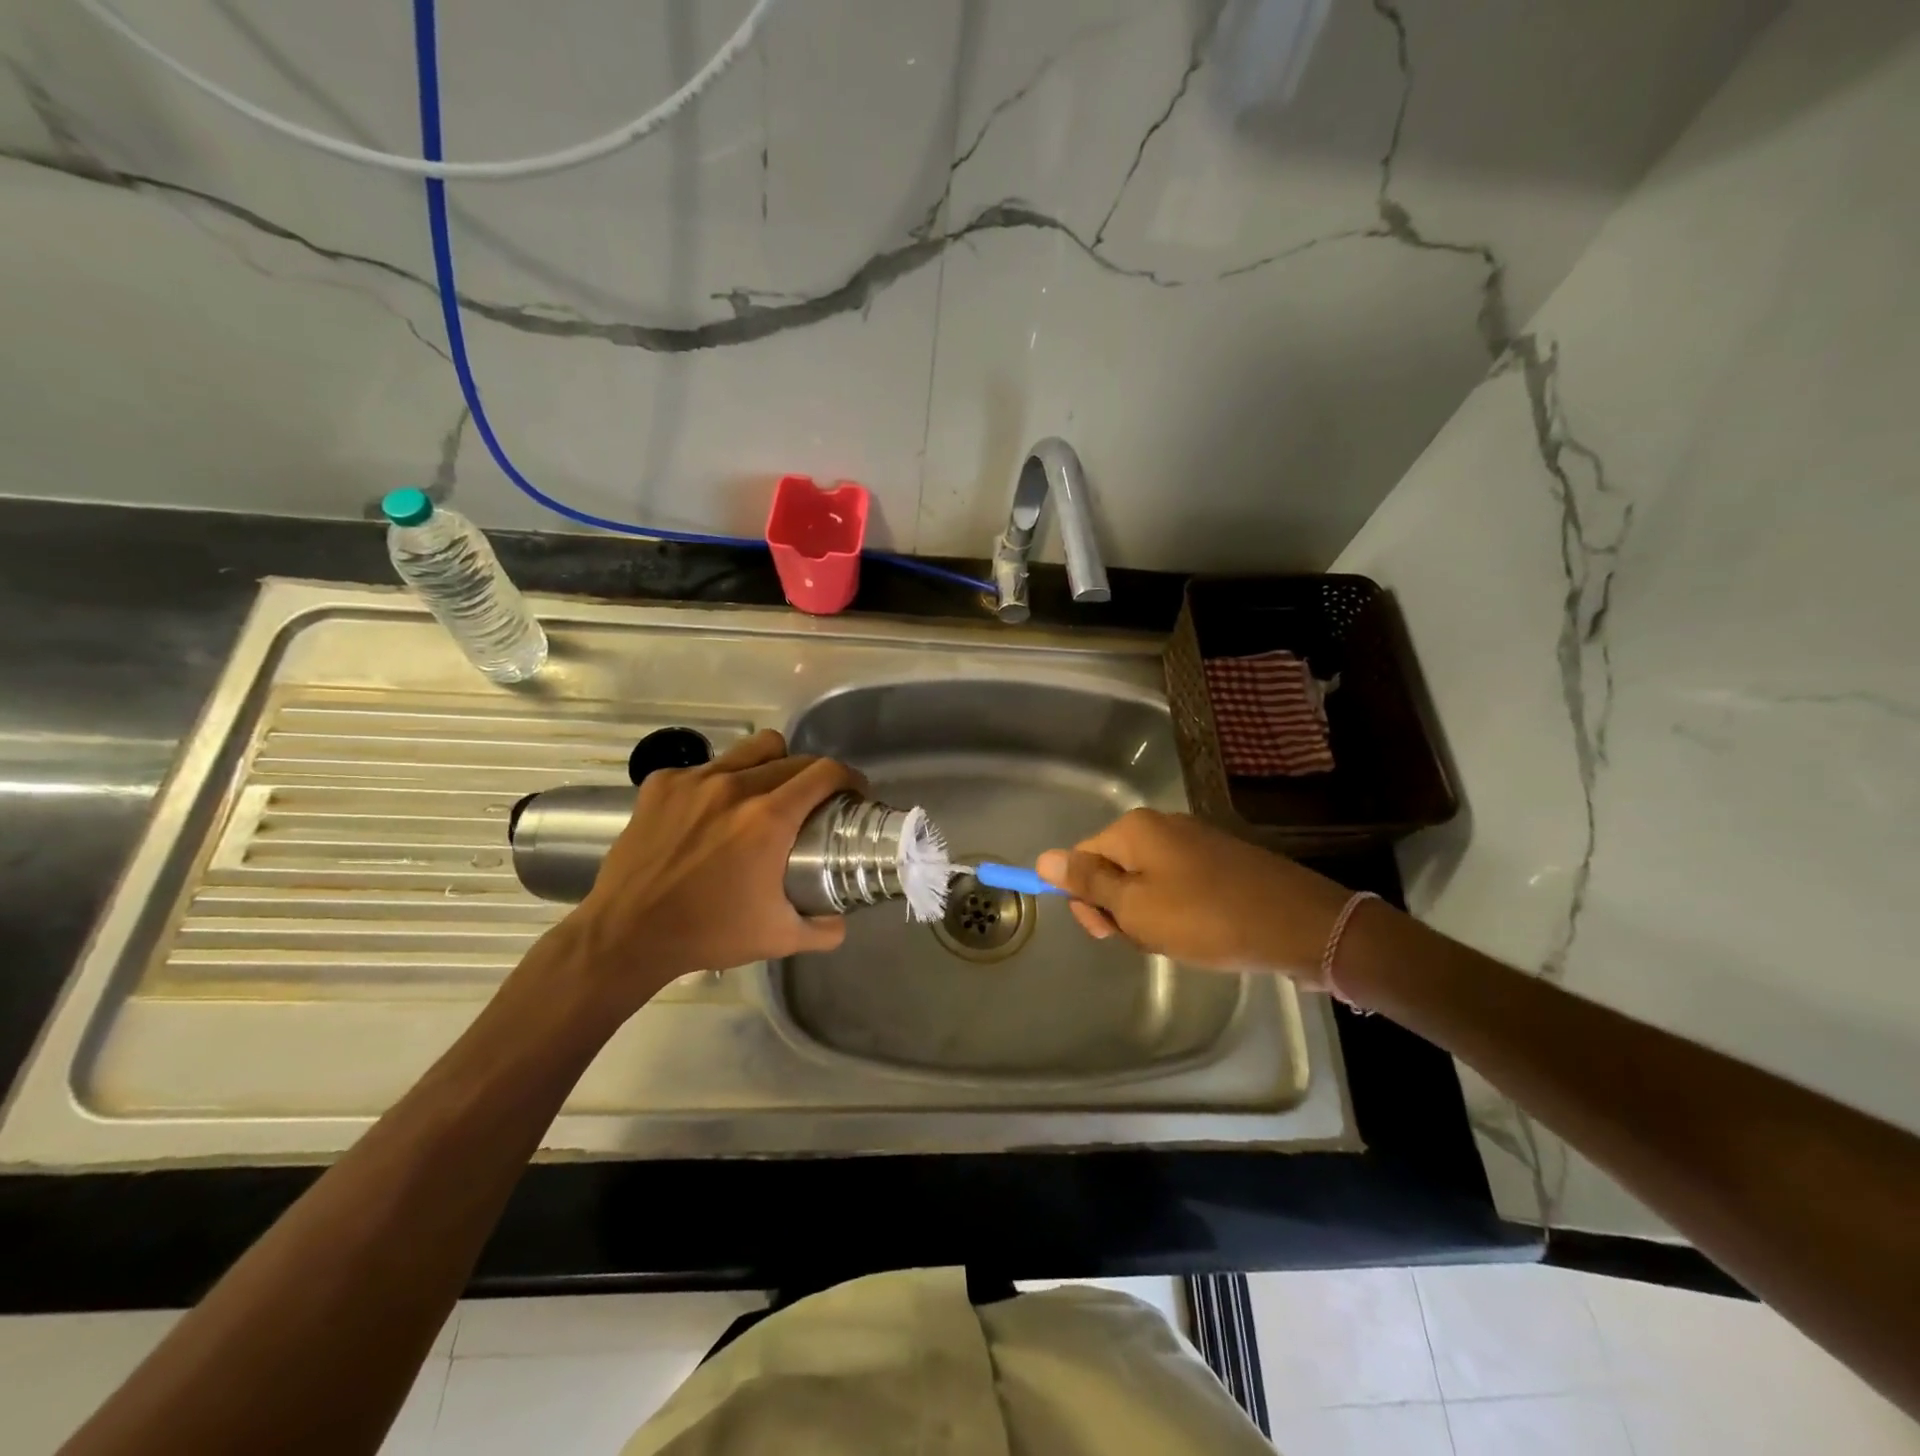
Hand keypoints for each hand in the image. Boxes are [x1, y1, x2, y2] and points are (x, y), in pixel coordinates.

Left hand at [550, 730, 861, 1018]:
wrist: (626, 935)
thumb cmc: (708, 934)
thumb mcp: (778, 938)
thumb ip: (823, 929)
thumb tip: (842, 921)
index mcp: (768, 818)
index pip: (825, 773)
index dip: (848, 778)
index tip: (853, 792)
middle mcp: (735, 786)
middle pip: (793, 757)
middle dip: (814, 775)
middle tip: (813, 802)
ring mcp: (694, 780)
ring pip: (752, 749)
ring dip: (771, 764)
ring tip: (766, 792)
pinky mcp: (661, 783)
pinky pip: (706, 766)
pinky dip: (720, 780)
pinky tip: (712, 810)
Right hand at [1036, 809, 1352, 983]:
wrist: (1300, 925)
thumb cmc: (1207, 919)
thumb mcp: (1136, 908)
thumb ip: (1088, 883)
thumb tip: (1043, 858)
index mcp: (1134, 830)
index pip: (1081, 857)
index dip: (1084, 899)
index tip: (1107, 934)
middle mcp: (1161, 824)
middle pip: (1113, 867)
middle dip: (1119, 908)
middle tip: (1147, 940)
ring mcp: (1194, 840)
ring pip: (1146, 880)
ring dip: (1149, 914)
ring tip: (1177, 940)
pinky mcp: (1221, 859)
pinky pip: (1177, 883)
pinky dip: (1177, 910)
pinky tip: (1198, 933)